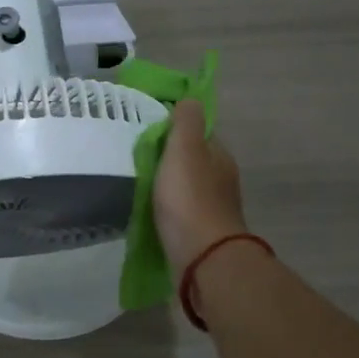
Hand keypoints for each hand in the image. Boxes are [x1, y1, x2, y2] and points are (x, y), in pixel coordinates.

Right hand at [153, 98, 249, 272]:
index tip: (149, 129)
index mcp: (219, 156)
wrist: (203, 258)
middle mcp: (221, 179)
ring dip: (167, 182)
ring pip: (187, 185)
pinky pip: (181, 209)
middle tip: (137, 155)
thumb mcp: (185, 150)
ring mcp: (212, 208)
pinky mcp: (200, 232)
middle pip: (193, 159)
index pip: (199, 132)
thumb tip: (190, 99)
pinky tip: (150, 207)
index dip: (176, 127)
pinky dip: (167, 205)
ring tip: (139, 180)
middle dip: (170, 156)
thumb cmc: (190, 199)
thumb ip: (186, 122)